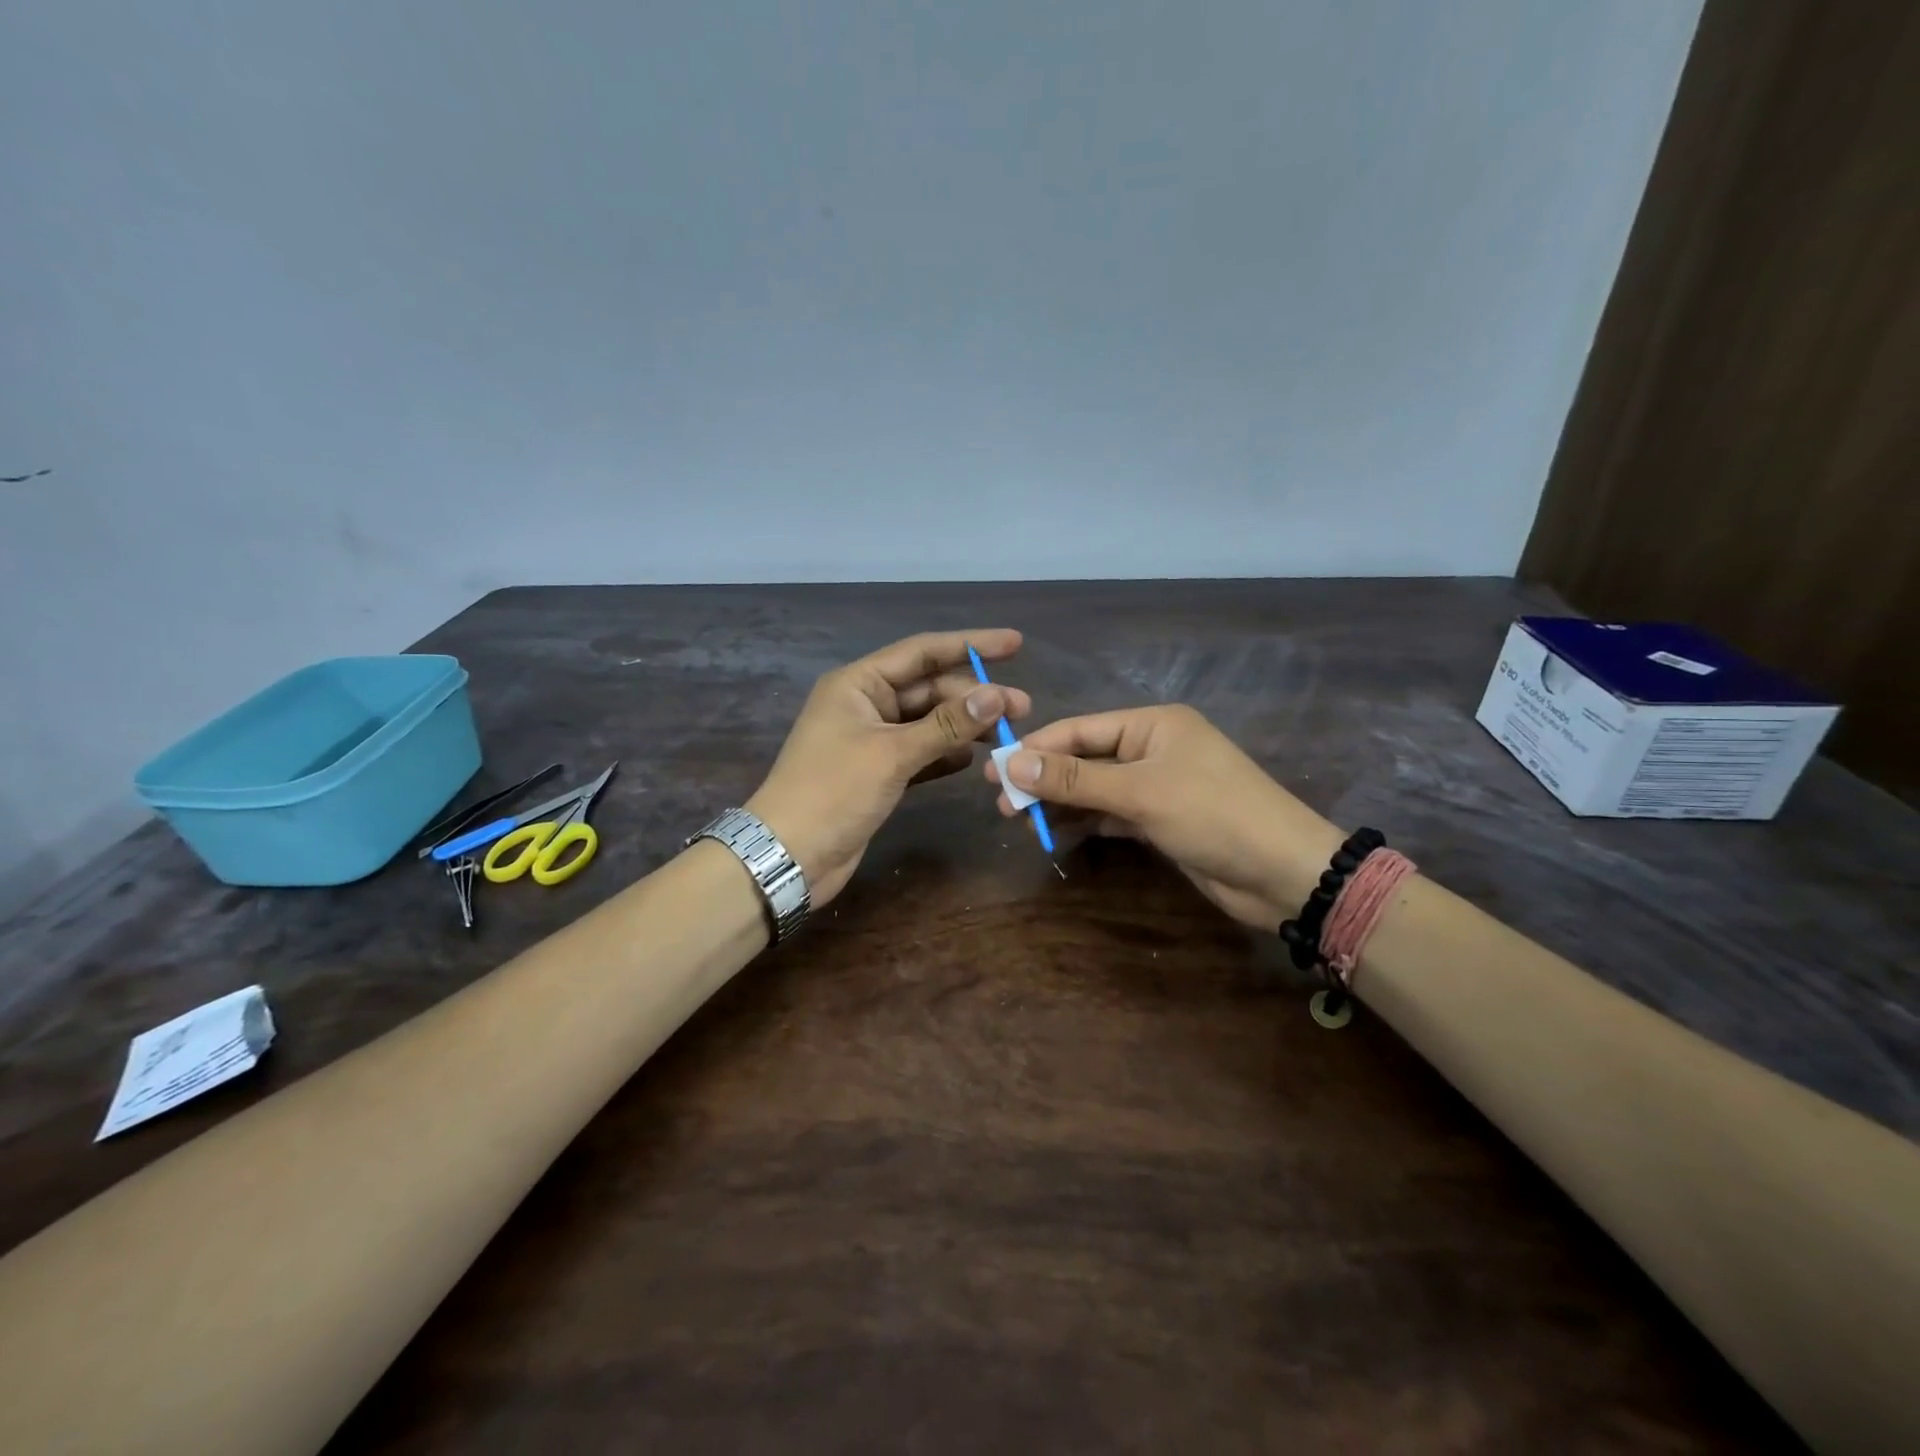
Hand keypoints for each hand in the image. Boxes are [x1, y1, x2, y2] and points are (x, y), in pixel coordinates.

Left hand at [746, 630, 1030, 904]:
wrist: (789, 856)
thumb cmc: (833, 792)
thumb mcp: (892, 754)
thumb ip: (946, 725)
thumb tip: (997, 696)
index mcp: (858, 684)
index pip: (922, 652)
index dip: (969, 645)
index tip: (1014, 644)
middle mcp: (866, 704)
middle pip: (929, 689)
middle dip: (974, 695)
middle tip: (1022, 707)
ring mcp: (872, 740)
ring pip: (928, 722)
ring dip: (964, 726)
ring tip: (1007, 734)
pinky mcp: (878, 773)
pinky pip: (921, 753)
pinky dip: (946, 753)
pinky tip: (974, 759)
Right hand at [986, 704, 1342, 928]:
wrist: (1282, 872)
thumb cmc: (1212, 814)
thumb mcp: (1140, 792)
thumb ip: (1075, 780)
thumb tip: (1011, 765)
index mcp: (1152, 724)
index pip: (1080, 730)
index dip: (1036, 749)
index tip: (994, 769)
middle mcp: (1152, 748)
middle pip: (1084, 758)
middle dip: (1044, 779)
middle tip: (1001, 804)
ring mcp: (1157, 785)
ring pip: (1095, 788)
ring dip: (1060, 802)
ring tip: (1019, 820)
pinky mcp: (1160, 819)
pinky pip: (1110, 813)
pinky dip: (1085, 821)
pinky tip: (1054, 831)